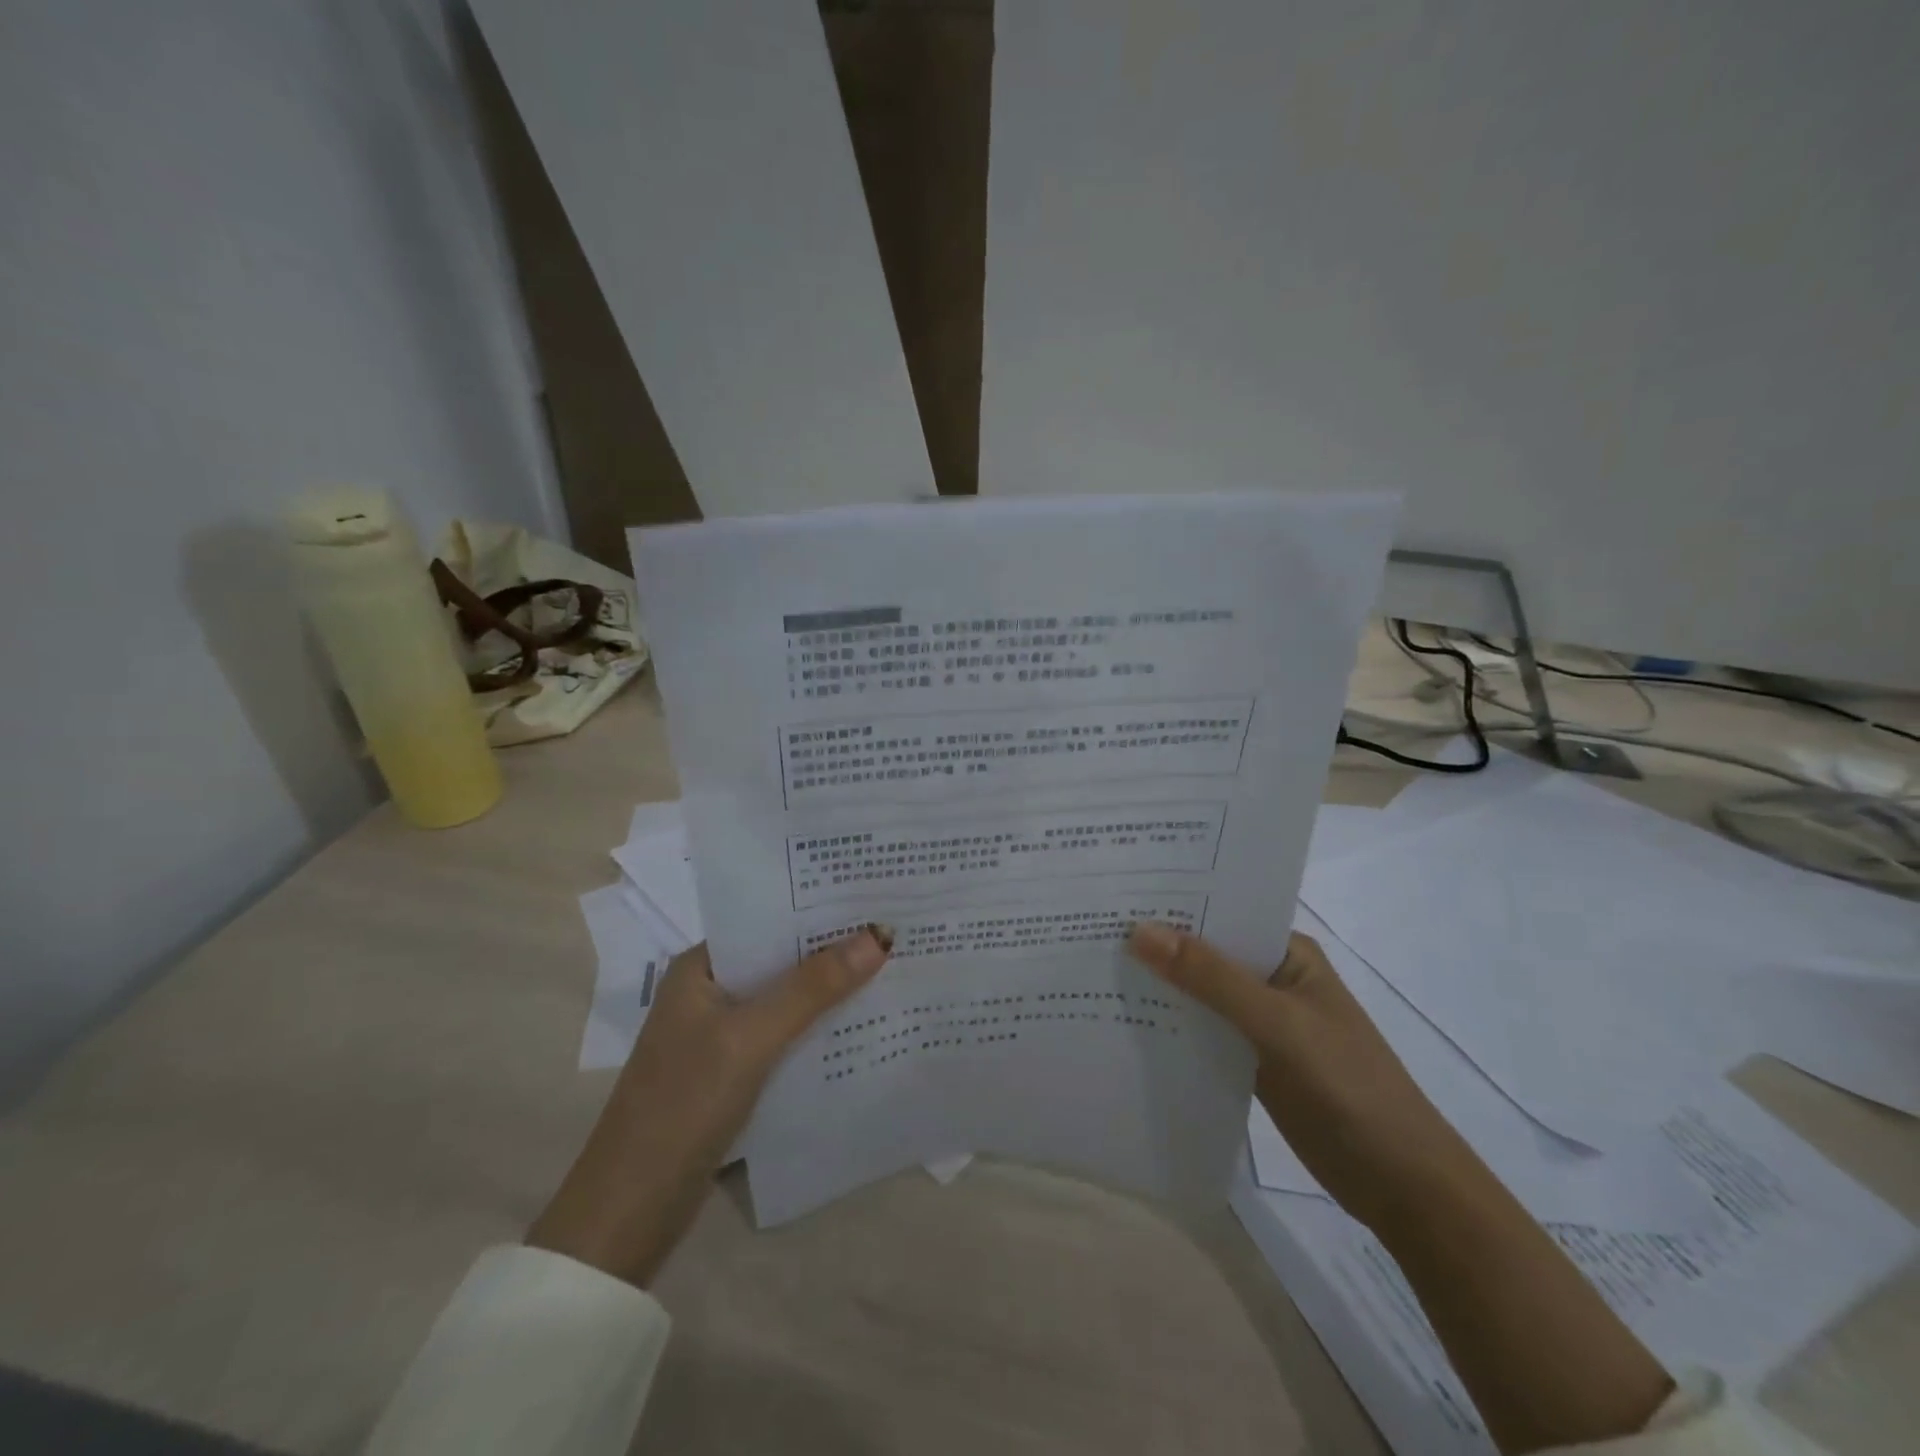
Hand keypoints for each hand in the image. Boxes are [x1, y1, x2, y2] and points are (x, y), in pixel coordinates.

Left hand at [528, 927, 892, 1285]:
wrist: (629, 1213)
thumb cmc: (682, 1106)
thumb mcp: (751, 1038)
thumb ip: (812, 988)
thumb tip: (877, 935)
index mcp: (701, 968)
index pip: (768, 921)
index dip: (818, 910)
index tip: (872, 898)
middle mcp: (710, 992)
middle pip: (781, 960)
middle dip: (832, 949)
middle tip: (895, 928)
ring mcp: (719, 1034)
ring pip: (786, 999)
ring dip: (829, 990)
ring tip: (892, 967)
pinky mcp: (732, 1072)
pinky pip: (784, 1036)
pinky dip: (817, 1028)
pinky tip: (861, 1024)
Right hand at [1126, 922, 1473, 1230]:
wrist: (1402, 1186)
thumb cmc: (1348, 1086)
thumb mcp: (1277, 1024)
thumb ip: (1210, 978)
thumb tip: (1139, 930)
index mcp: (1286, 953)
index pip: (1221, 913)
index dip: (1171, 904)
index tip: (1114, 894)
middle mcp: (1270, 978)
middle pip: (1205, 953)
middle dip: (1156, 945)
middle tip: (1089, 927)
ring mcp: (1261, 1021)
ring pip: (1199, 993)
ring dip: (1160, 986)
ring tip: (1092, 967)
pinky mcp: (1251, 1060)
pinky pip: (1202, 1031)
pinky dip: (1171, 1025)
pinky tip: (1125, 1021)